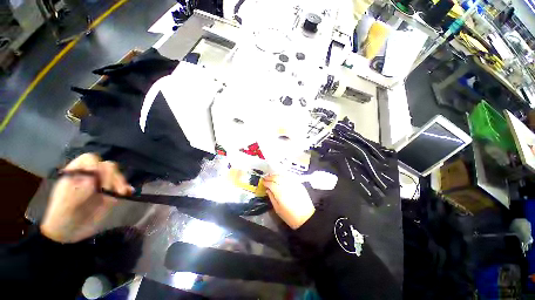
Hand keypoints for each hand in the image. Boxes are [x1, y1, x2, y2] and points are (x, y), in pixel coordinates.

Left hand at [40, 153, 132, 242]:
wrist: (69, 233)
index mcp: (77, 173)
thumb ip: (77, 189)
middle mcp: (91, 176)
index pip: (90, 159)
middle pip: (107, 166)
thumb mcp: (65, 202)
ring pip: (117, 175)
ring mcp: (102, 185)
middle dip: (112, 176)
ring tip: (120, 193)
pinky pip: (122, 187)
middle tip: (110, 190)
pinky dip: (126, 188)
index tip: (96, 178)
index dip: (95, 164)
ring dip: (121, 182)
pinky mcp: (111, 194)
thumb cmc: (62, 217)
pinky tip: (128, 193)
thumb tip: (92, 178)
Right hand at [263, 174, 314, 229]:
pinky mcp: (299, 184)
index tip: (263, 182)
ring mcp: (294, 184)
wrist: (306, 217)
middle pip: (277, 177)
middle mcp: (287, 186)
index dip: (266, 182)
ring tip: (272, 176)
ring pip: (283, 175)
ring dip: (277, 175)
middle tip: (266, 178)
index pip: (271, 183)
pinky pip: (290, 177)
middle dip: (270, 177)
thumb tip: (268, 190)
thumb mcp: (277, 209)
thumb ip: (272, 197)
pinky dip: (284, 176)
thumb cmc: (290, 216)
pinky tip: (281, 177)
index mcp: (280, 193)